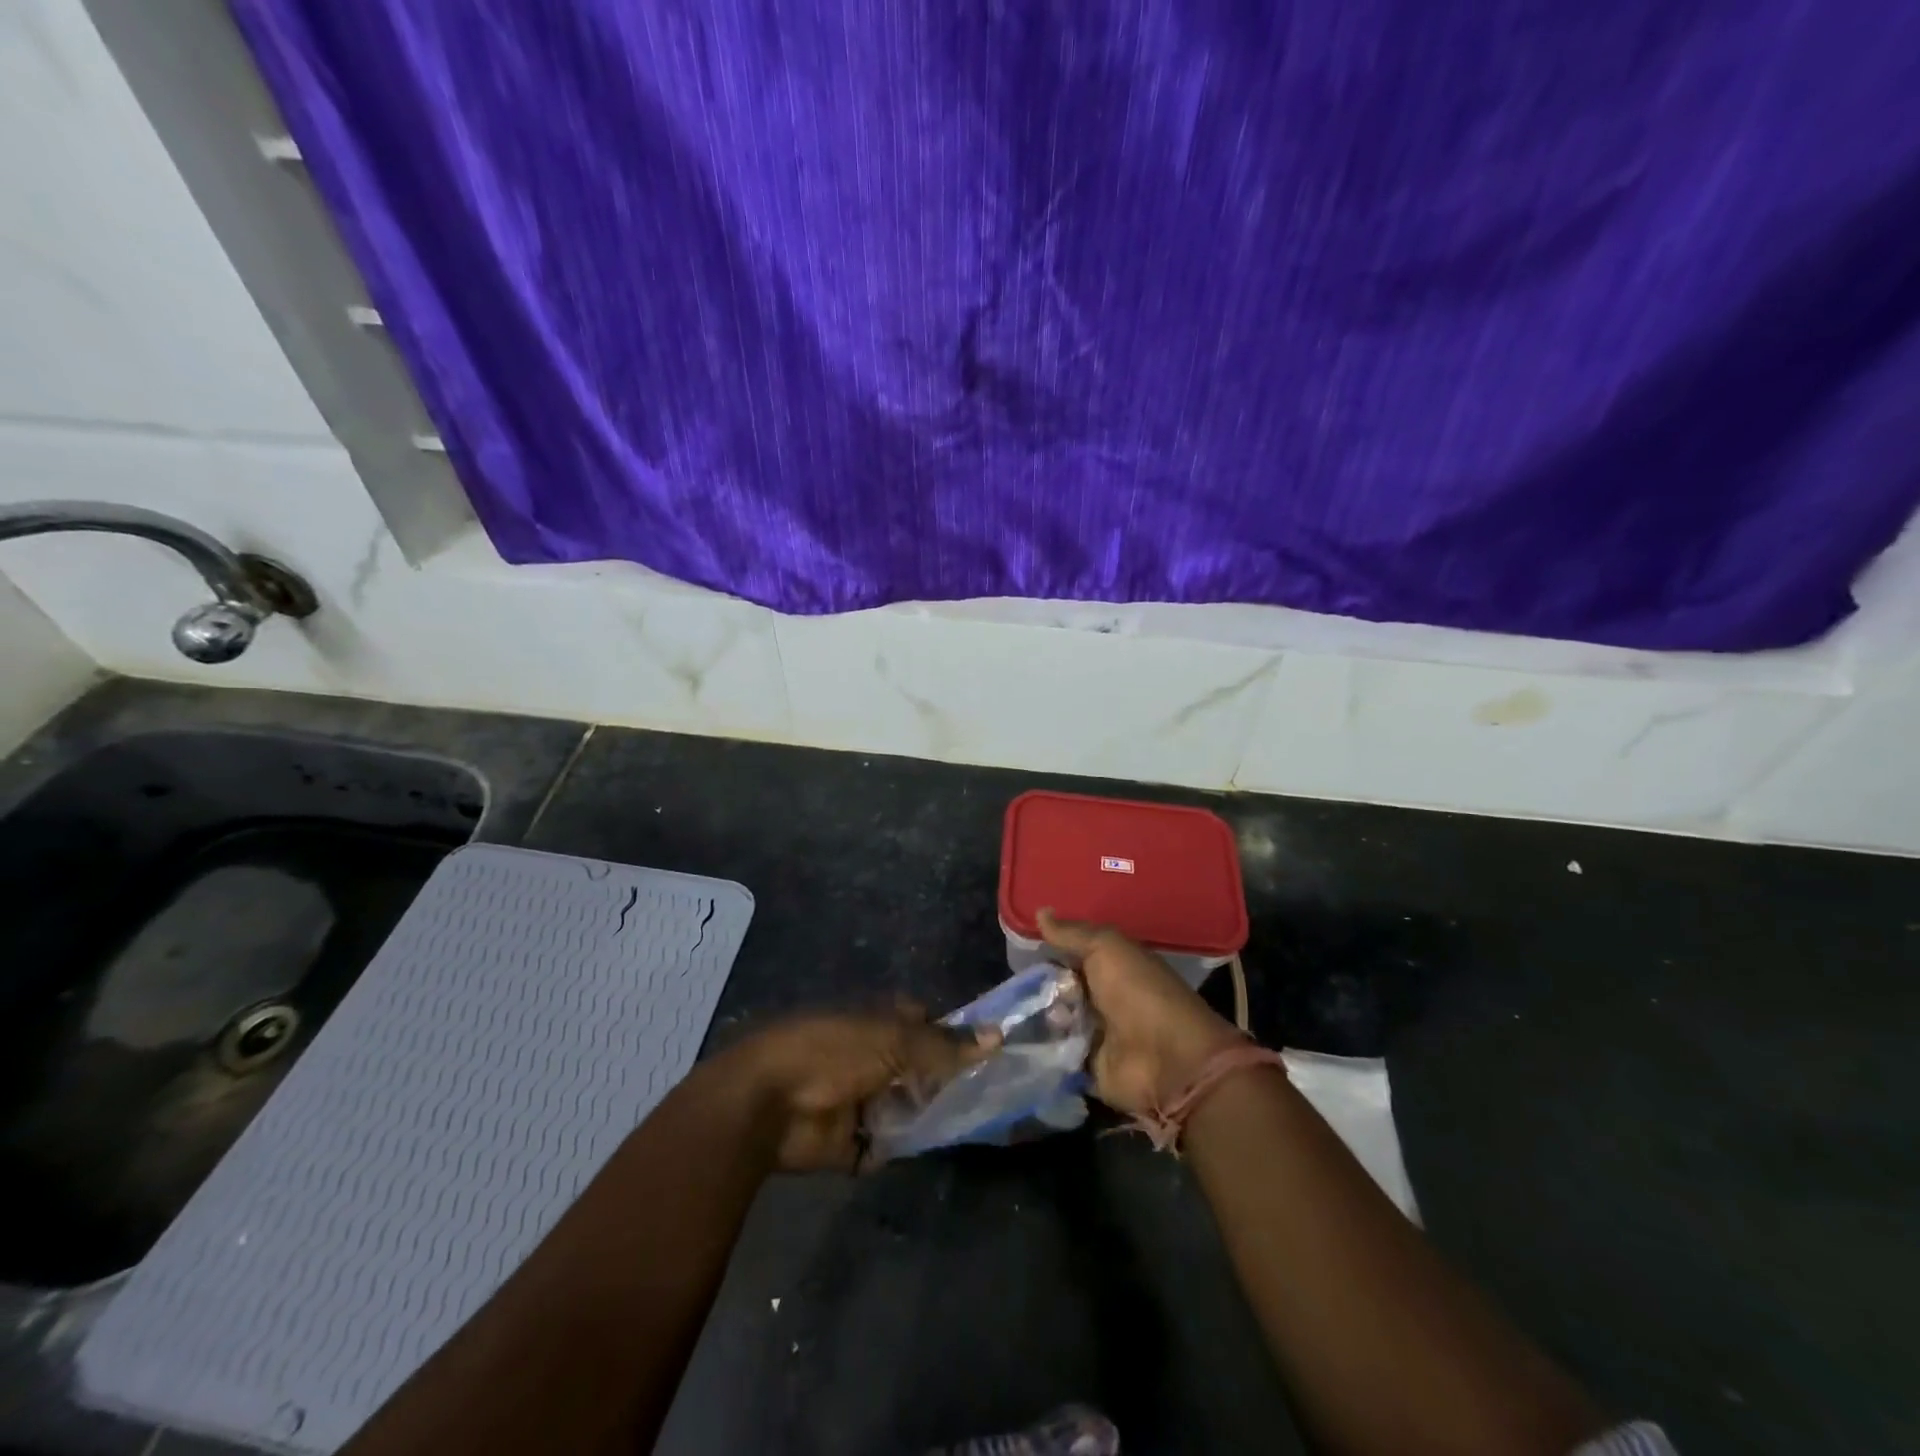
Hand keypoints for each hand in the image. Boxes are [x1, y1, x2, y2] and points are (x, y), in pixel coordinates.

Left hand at [714, 1007, 996, 1172]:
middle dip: (943, 1083)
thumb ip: (945, 1046)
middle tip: (985, 1098)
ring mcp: (857, 1100)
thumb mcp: (895, 1041)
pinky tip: (922, 1151)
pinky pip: (882, 1148)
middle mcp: (869, 1057)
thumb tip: (997, 1037)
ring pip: (903, 1110)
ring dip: (924, 1119)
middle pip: (916, 1070)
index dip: (951, 1036)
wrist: (769, 1102)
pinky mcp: (846, 1142)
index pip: (923, 1024)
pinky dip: (895, 1150)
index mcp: (877, 1022)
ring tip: (965, 1127)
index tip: (986, 1054)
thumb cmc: (834, 1051)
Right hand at [1038, 909, 1242, 1116]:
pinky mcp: (1087, 1067)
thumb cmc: (1138, 992)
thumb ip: (1072, 933)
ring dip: (1037, 1018)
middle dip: (1037, 988)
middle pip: (1058, 989)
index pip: (1070, 955)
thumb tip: (1040, 911)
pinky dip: (1039, 1050)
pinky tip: (1018, 1042)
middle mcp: (1102, 998)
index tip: (1021, 952)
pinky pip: (1055, 1055)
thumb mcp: (1106, 948)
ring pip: (1053, 1021)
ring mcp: (1094, 1035)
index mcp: (1111, 967)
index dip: (1048, 952)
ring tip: (1020, 1016)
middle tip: (1019, 990)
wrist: (1166, 1059)